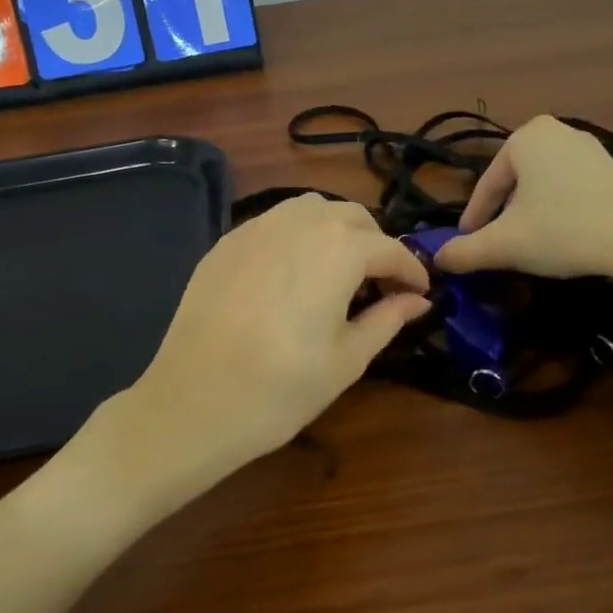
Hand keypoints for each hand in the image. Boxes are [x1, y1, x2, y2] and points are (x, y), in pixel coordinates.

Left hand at [118, 195, 431, 493]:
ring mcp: (256, 228)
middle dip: (375, 244)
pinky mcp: (225, 242)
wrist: (192, 403)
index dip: (411, 270)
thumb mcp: (347, 360)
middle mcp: (299, 223)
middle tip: (380, 284)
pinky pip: (274, 223)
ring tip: (339, 271)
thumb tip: (418, 300)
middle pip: (351, 216)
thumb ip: (387, 319)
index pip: (389, 248)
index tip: (421, 292)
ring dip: (335, 230)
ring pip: (310, 209)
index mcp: (338, 249)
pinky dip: (297, 236)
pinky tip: (293, 272)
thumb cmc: (280, 389)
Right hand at [434, 117, 612, 312]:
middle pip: (513, 182)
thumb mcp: (506, 244)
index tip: (467, 245)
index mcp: (525, 137)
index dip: (474, 219)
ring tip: (528, 243)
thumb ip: (466, 251)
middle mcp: (556, 132)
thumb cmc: (564, 230)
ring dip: (530, 214)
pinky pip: (570, 188)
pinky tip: (562, 236)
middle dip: (503, 214)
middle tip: (496, 244)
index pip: (486, 185)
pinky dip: (558, 211)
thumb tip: (438, 259)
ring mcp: (589, 148)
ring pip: (542, 186)